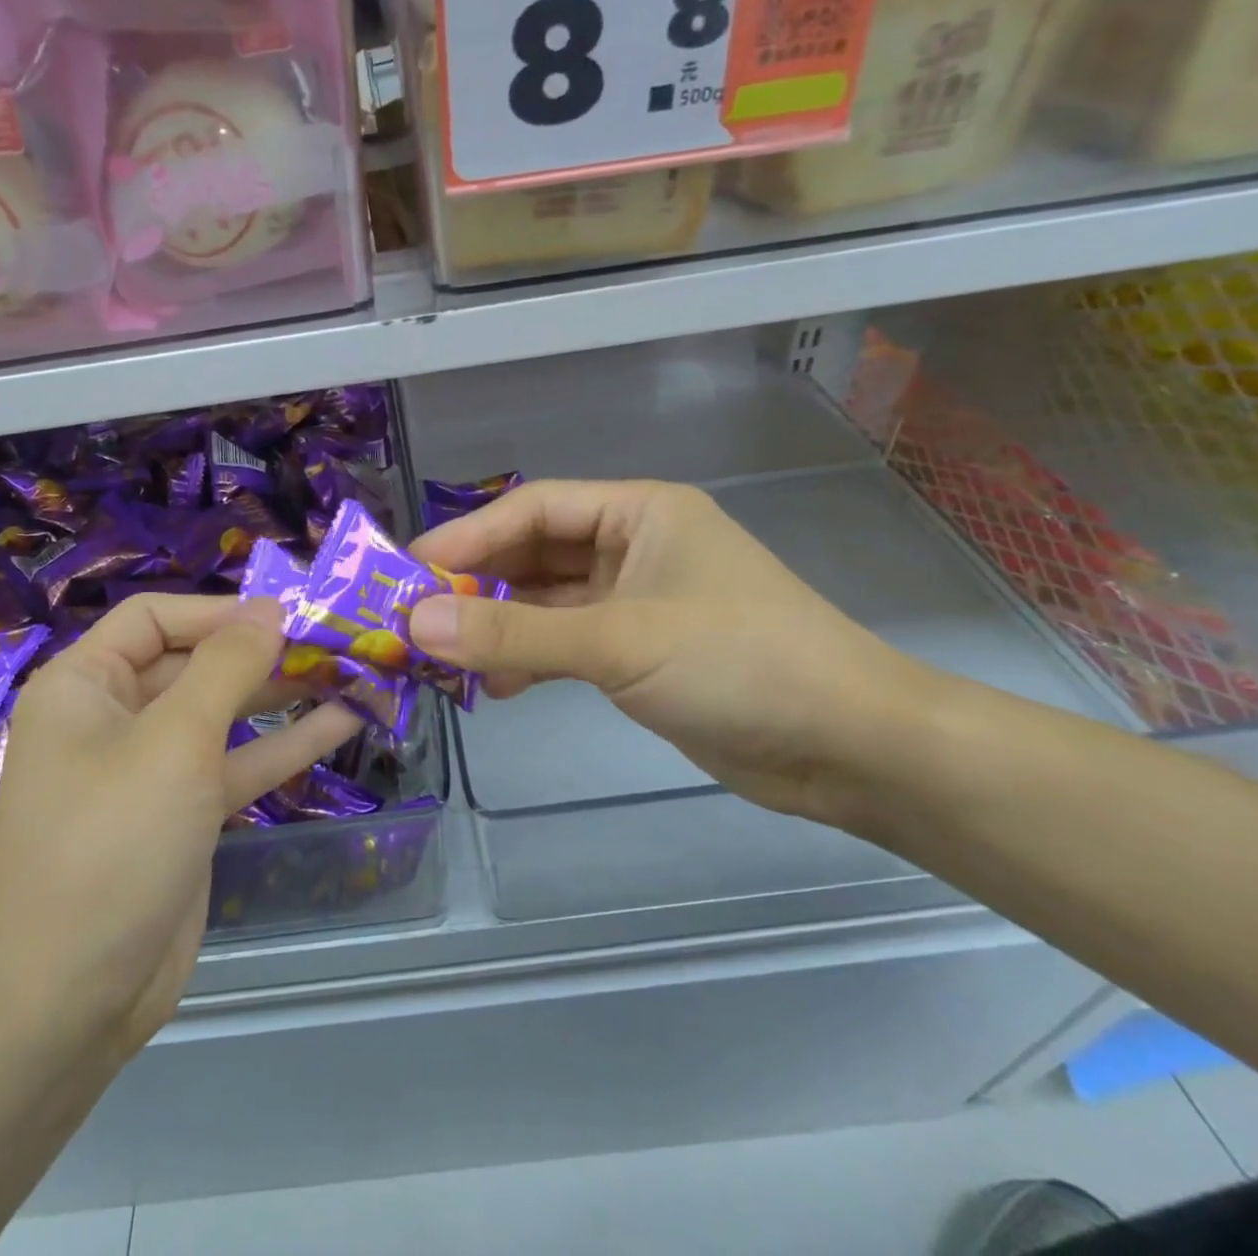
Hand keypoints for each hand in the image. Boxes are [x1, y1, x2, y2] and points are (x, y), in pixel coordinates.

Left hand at [0, 594, 359, 1062]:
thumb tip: (271, 609)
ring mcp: (152, 769)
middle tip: (335, 641)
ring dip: (284, 694)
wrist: (68, 1002)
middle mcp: (114, 717)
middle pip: (195, 663)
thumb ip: (227, 667)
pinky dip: (285, 744)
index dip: (220, 610)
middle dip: (263, 652)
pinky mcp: (184, 814)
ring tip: (351, 671)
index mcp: (85, 685)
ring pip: (224, 713)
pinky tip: (343, 722)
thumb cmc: (111, 845)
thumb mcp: (174, 742)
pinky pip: (237, 763)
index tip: (288, 614)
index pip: (155, 618)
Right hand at [408, 480, 936, 825]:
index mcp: (638, 512)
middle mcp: (633, 546)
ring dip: (498, 625)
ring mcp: (636, 600)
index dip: (466, 537)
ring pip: (546, 601)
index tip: (408, 573)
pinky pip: (565, 641)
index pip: (531, 509)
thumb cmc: (740, 663)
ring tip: (446, 658)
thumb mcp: (618, 641)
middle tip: (414, 618)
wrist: (850, 747)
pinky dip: (530, 657)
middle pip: (534, 553)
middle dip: (476, 584)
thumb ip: (515, 632)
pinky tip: (498, 685)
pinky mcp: (639, 651)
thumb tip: (416, 622)